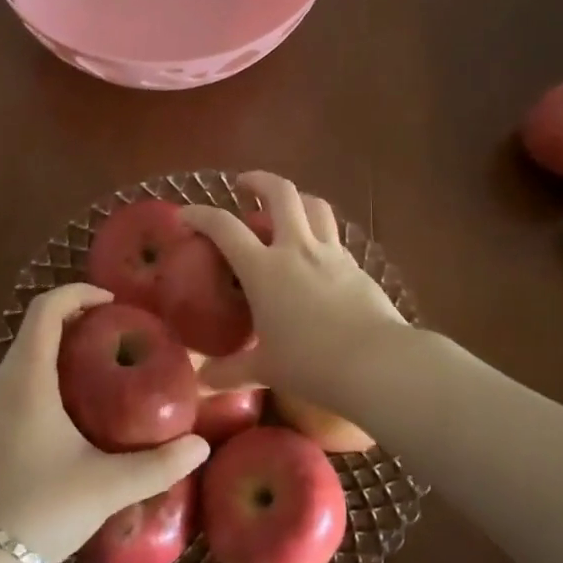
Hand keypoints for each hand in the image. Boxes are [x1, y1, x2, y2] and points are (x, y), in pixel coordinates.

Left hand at [0, 282, 209, 562]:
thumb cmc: (35, 509)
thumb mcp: (104, 487)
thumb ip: (156, 466)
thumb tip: (200, 446)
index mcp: (28, 378)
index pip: (45, 308)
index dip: (78, 293)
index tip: (114, 302)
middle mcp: (4, 382)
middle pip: (36, 327)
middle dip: (76, 318)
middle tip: (120, 333)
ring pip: (26, 355)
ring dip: (61, 348)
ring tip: (105, 367)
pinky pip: (20, 382)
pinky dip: (49, 375)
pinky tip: (77, 410)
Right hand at [180, 171, 407, 402]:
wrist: (377, 364)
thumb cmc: (310, 363)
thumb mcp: (265, 370)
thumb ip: (231, 371)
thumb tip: (202, 382)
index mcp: (264, 269)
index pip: (224, 228)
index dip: (201, 215)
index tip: (185, 214)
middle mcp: (297, 249)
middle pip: (280, 194)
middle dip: (259, 180)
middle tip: (245, 184)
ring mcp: (331, 254)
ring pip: (315, 206)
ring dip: (296, 198)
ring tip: (286, 207)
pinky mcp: (357, 267)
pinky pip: (334, 238)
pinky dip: (319, 234)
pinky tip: (315, 255)